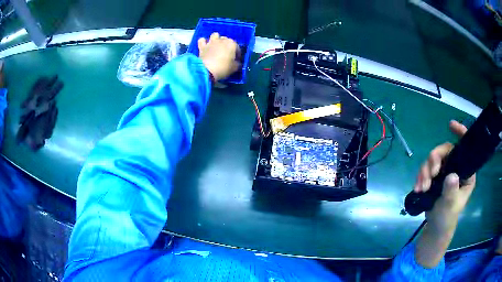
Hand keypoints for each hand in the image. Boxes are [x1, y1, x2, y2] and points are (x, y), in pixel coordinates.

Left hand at [198, 33, 240, 80]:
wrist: (207, 70)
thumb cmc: (223, 68)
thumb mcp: (235, 68)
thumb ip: (238, 63)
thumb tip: (237, 63)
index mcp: (232, 44)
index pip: (237, 47)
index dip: (237, 54)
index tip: (236, 60)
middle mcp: (222, 40)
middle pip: (226, 40)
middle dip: (227, 45)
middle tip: (226, 54)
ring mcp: (211, 42)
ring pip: (215, 35)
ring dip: (216, 39)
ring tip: (216, 46)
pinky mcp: (202, 46)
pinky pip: (202, 40)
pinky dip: (203, 42)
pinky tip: (205, 45)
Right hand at [414, 120, 475, 231]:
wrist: (436, 226)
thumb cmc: (447, 217)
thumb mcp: (450, 206)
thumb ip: (451, 192)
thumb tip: (451, 176)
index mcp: (466, 172)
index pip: (465, 149)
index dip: (460, 133)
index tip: (451, 125)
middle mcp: (456, 167)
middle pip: (444, 152)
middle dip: (434, 161)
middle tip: (430, 174)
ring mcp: (445, 171)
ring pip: (433, 160)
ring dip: (425, 171)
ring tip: (422, 187)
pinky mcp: (435, 177)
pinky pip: (425, 169)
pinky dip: (420, 177)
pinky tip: (418, 187)